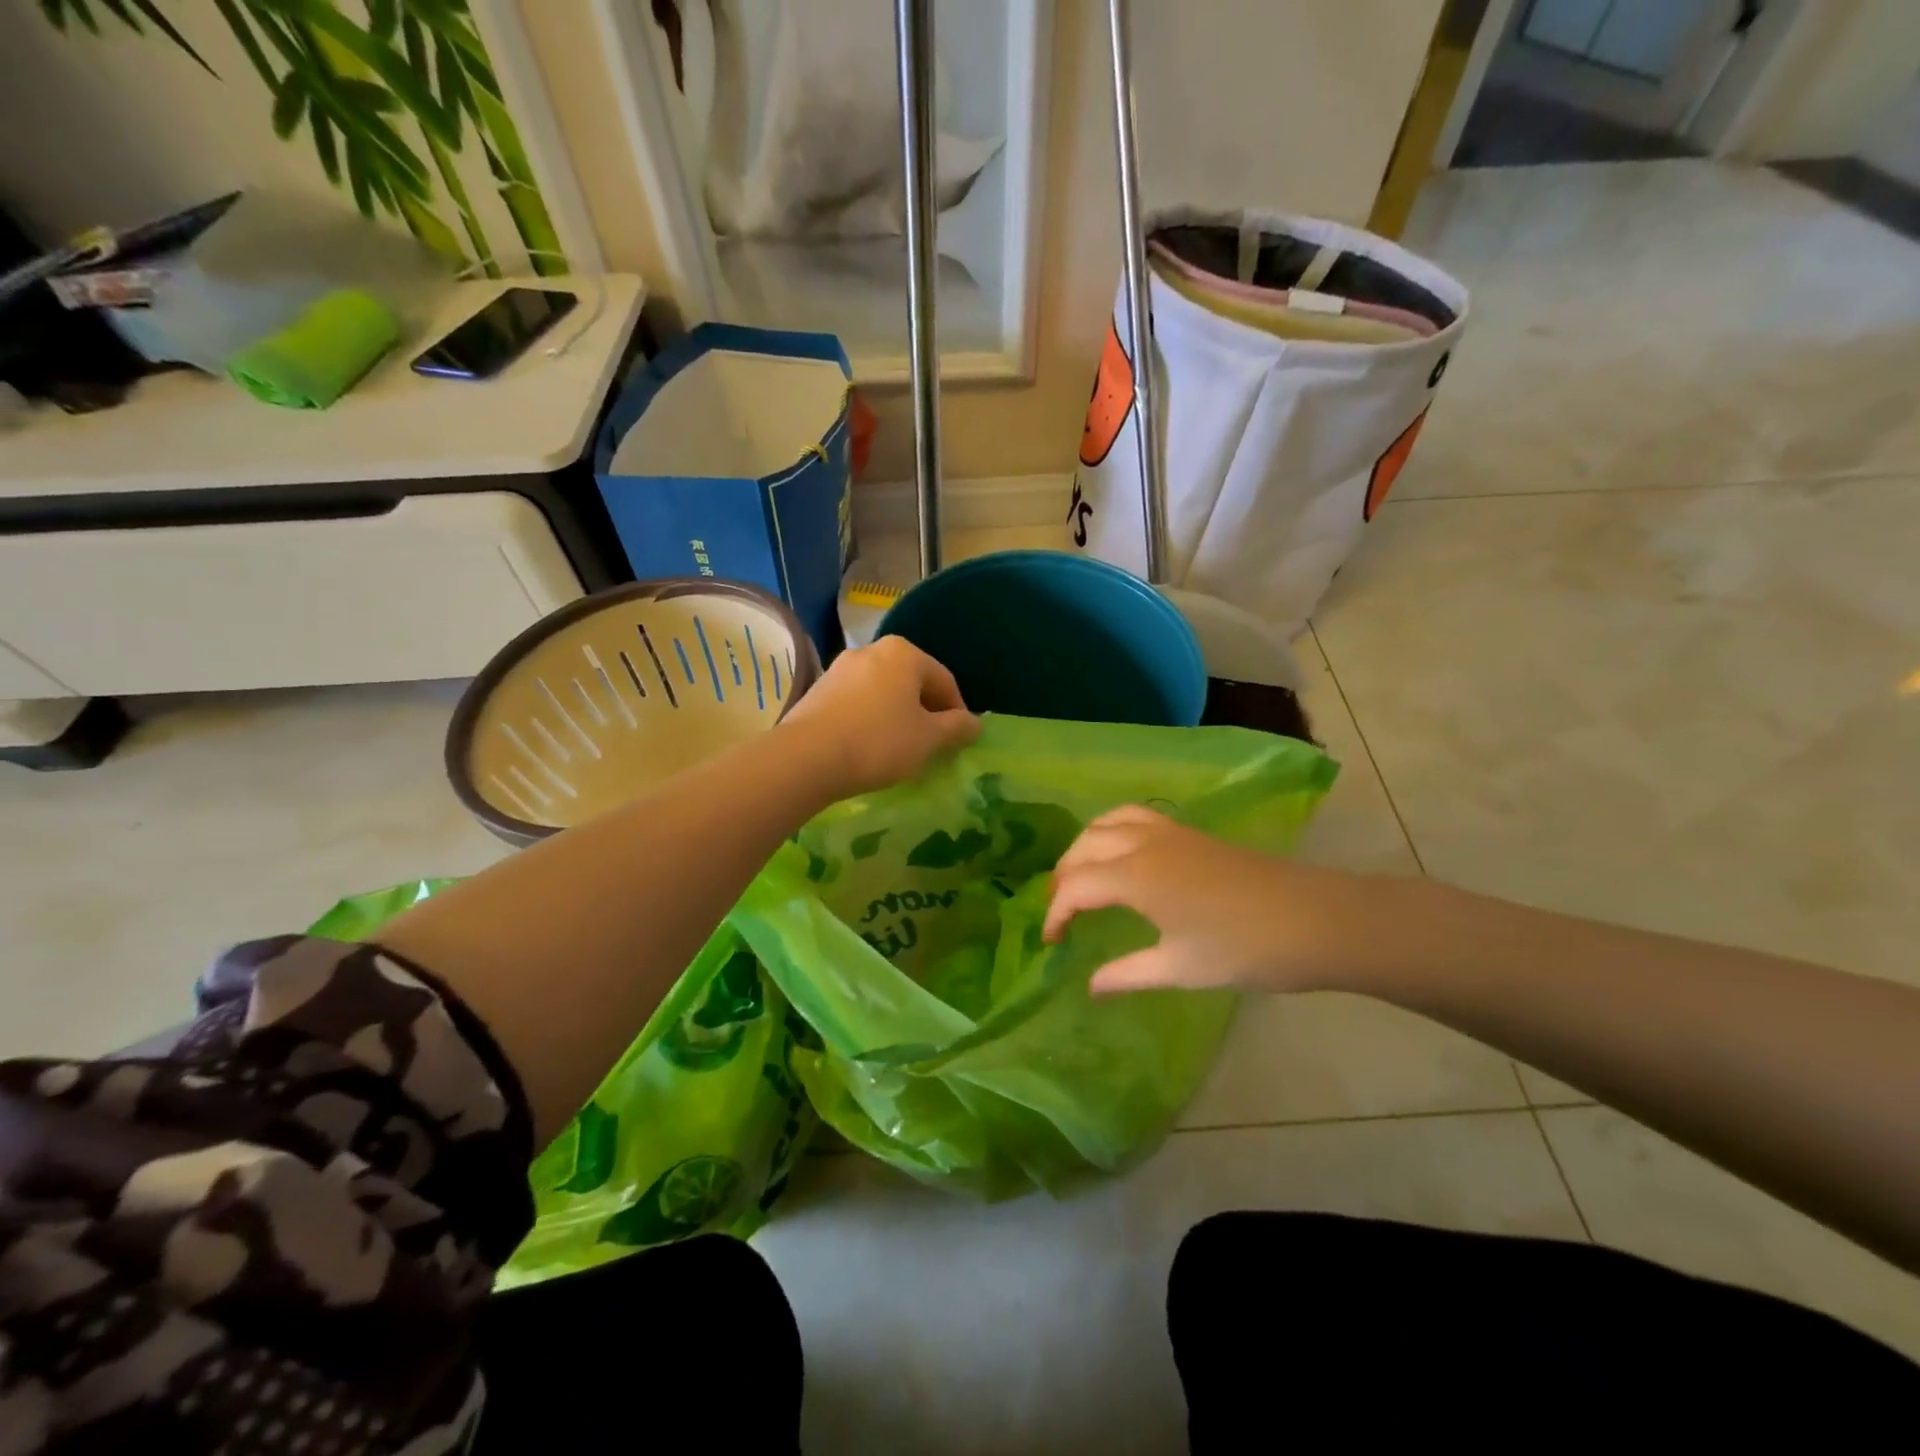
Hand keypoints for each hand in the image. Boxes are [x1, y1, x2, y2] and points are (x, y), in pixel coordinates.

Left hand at [781, 636, 980, 797]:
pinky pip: (857, 701)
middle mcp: (871, 650)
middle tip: (932, 744)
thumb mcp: (928, 739)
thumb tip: (975, 723)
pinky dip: (870, 719)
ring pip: (883, 691)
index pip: (944, 680)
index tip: (959, 739)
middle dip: (925, 711)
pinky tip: (868, 746)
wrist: (807, 757)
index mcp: (904, 653)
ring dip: (897, 715)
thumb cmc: (879, 742)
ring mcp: (840, 668)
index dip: (958, 711)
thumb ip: (956, 728)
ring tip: (900, 748)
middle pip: (911, 682)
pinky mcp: (818, 689)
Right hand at [1043, 805, 1406, 995]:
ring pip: (1108, 821)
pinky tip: (1124, 855)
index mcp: (1134, 876)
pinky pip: (1135, 817)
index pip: (1075, 886)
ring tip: (1082, 874)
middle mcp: (1143, 844)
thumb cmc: (1243, 949)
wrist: (1315, 920)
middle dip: (1064, 875)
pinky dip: (1113, 829)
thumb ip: (1127, 974)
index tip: (1051, 943)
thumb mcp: (1179, 968)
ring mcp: (1169, 832)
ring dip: (1086, 844)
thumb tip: (1090, 986)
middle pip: (1085, 845)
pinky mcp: (1191, 833)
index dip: (1055, 913)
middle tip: (1061, 910)